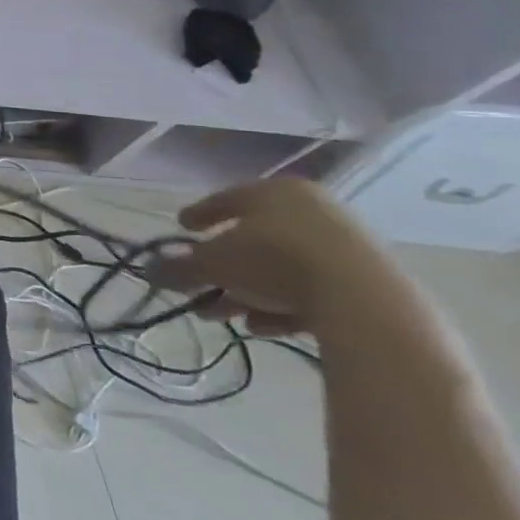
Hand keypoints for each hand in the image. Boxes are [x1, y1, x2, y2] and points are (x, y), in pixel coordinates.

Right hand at [166, 178, 393, 336]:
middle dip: (223, 268)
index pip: (225, 199)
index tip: (182, 228)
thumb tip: (149, 270)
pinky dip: (283, 306)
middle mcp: (313, 211)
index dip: (199, 215)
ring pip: (282, 268)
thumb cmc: (274, 261)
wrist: (365, 302)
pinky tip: (263, 327)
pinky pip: (313, 290)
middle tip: (198, 287)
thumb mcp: (212, 264)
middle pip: (254, 240)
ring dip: (249, 291)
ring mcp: (347, 246)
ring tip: (224, 316)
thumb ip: (177, 267)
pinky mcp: (369, 282)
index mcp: (274, 192)